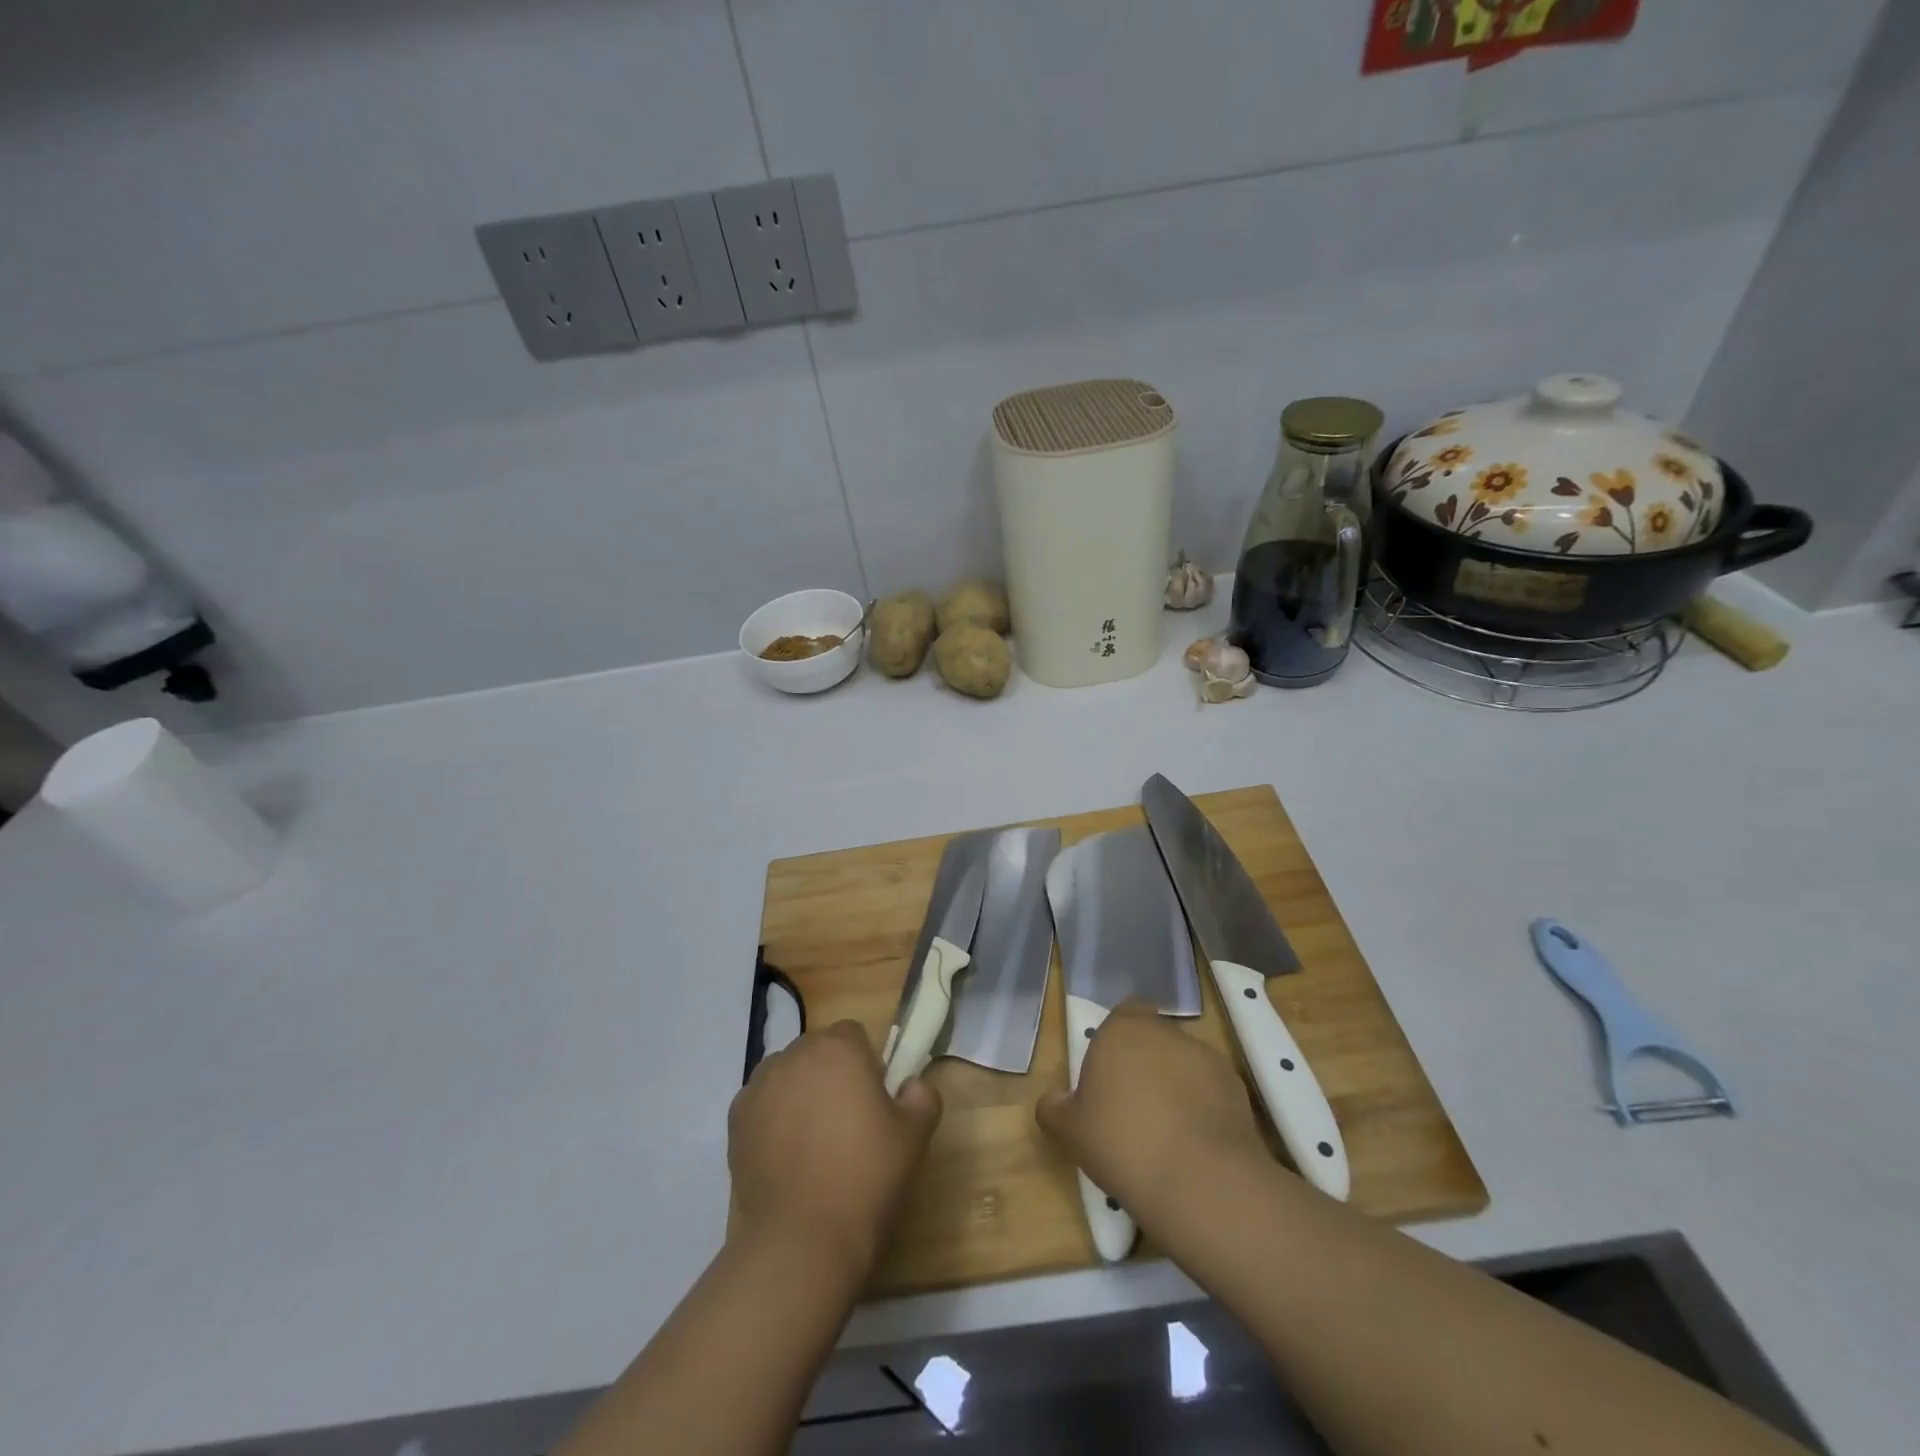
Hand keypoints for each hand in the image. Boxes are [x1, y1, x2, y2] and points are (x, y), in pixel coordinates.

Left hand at [728, 1020, 941, 1282]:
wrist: (802, 1238)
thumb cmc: (866, 1176)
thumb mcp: (914, 1136)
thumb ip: (921, 1096)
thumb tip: (911, 1084)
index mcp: (838, 1047)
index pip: (853, 1035)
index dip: (866, 1063)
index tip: (873, 1100)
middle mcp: (794, 1055)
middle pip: (817, 1052)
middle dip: (831, 1075)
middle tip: (846, 1123)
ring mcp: (759, 1086)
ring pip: (787, 1076)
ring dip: (800, 1094)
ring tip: (812, 1143)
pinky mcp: (735, 1120)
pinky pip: (762, 1105)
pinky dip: (772, 1119)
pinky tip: (786, 1157)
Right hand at [1036, 1001, 1267, 1223]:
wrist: (1200, 1180)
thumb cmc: (1122, 1143)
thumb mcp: (1069, 1131)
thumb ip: (1055, 1107)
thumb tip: (1053, 1100)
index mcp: (1121, 1031)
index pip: (1123, 1013)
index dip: (1118, 1039)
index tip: (1110, 1073)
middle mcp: (1164, 1032)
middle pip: (1153, 1038)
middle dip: (1146, 1062)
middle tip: (1133, 1106)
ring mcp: (1205, 1056)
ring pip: (1183, 1063)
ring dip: (1176, 1084)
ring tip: (1168, 1131)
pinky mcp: (1236, 1086)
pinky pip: (1211, 1089)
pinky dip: (1204, 1106)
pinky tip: (1196, 1143)